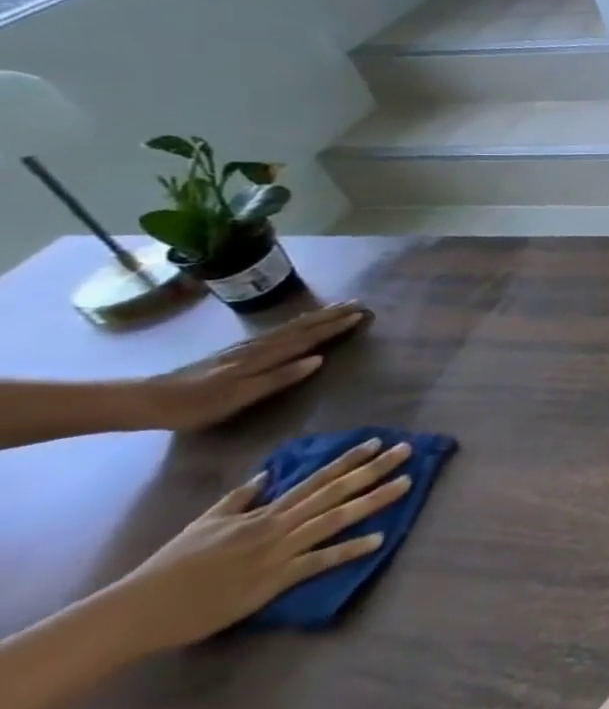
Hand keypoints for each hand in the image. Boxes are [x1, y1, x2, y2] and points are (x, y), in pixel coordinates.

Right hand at [105, 436, 412, 650]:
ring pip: (335, 519)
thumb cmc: (171, 567)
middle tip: (409, 450)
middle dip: (374, 469)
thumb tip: (267, 474)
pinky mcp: (273, 581)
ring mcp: (278, 552)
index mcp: (264, 513)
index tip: (378, 442)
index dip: (349, 459)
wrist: (138, 610)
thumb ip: (240, 498)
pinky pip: (318, 562)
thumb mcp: (206, 522)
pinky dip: (348, 550)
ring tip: (407, 483)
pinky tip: (378, 540)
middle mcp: (277, 525)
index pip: (316, 478)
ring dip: (374, 501)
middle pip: (335, 491)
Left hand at [132, 302, 369, 432]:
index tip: (361, 314)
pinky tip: (299, 323)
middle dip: (330, 315)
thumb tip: (319, 359)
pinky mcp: (236, 351)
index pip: (307, 338)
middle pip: (301, 327)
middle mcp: (259, 347)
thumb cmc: (197, 405)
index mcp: (263, 357)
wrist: (148, 401)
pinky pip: (278, 331)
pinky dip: (296, 323)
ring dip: (316, 316)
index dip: (334, 327)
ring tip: (337, 307)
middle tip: (358, 303)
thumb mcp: (239, 396)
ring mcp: (246, 347)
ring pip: (290, 326)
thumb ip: (279, 377)